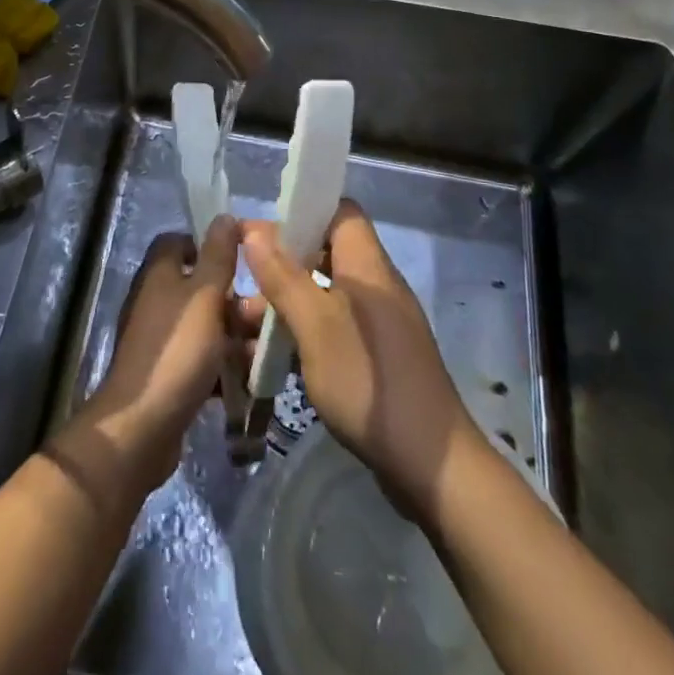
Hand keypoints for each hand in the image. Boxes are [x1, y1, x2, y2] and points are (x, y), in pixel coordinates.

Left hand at [65, 216, 252, 494]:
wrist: (141, 428)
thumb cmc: (176, 352)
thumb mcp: (204, 297)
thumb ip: (217, 257)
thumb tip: (224, 216)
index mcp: (160, 274)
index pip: (180, 242)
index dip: (210, 245)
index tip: (245, 258)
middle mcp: (158, 301)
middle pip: (202, 287)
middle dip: (237, 300)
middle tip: (270, 315)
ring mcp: (162, 340)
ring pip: (208, 326)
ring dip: (238, 336)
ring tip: (271, 352)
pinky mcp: (170, 374)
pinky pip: (204, 360)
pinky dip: (226, 366)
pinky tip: (253, 380)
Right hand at [240, 199, 470, 521]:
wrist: (430, 465)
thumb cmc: (368, 382)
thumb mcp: (314, 325)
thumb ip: (284, 276)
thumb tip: (254, 231)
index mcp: (368, 266)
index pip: (340, 211)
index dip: (303, 209)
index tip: (262, 227)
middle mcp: (376, 286)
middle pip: (327, 251)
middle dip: (283, 260)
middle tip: (243, 277)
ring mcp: (380, 324)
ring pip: (325, 293)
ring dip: (287, 301)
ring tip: (243, 323)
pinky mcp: (377, 358)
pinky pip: (334, 326)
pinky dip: (303, 331)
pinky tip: (272, 355)